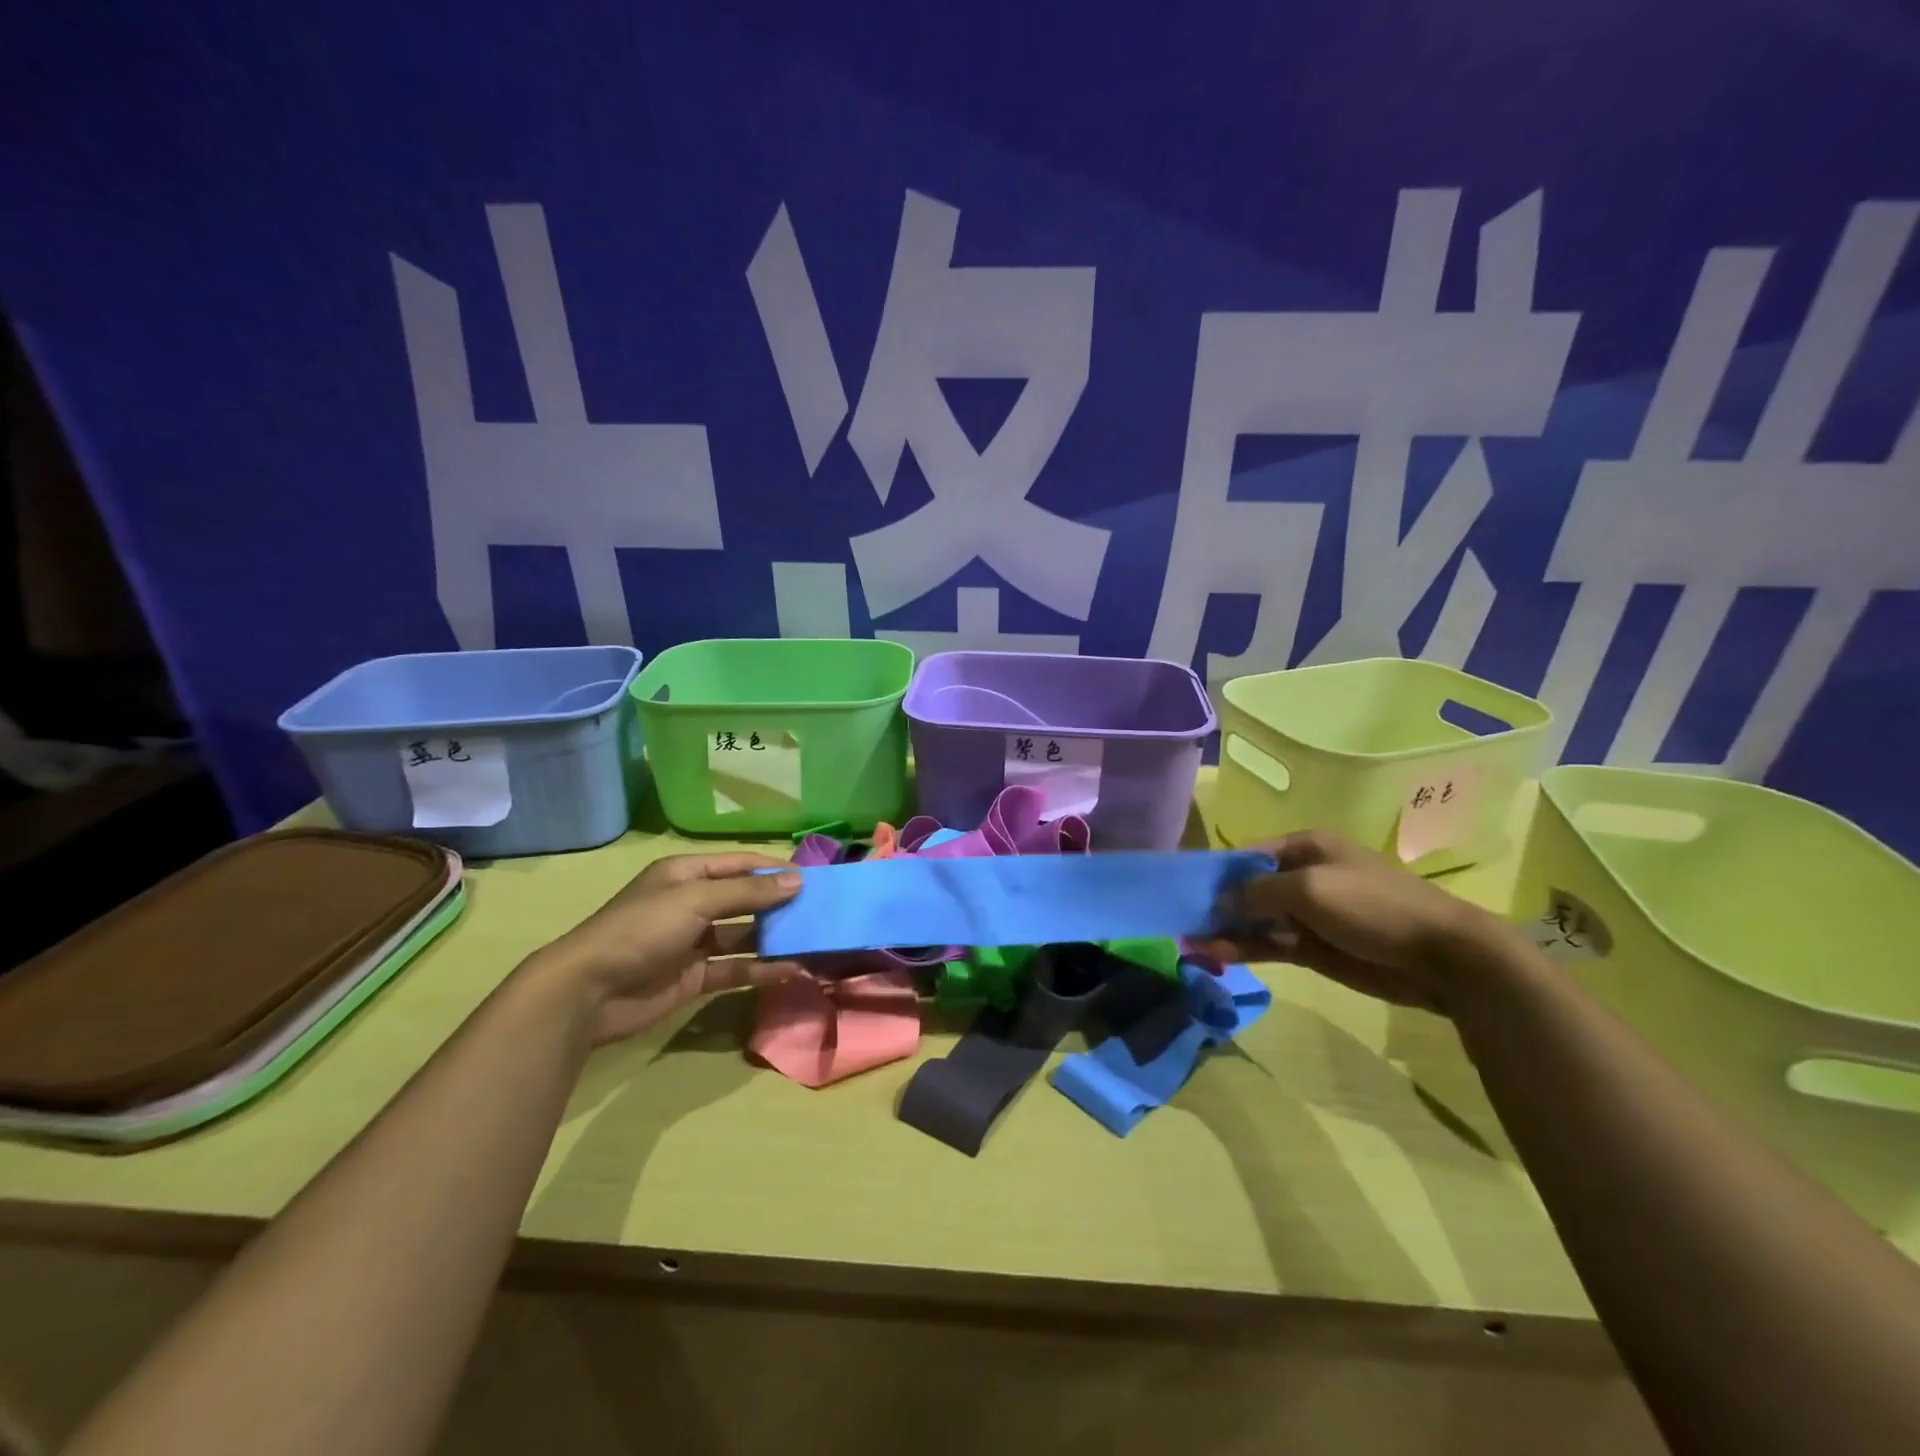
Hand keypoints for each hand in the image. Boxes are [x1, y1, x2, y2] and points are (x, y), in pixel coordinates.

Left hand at [526, 852, 804, 1044]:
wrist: (588, 992)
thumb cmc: (641, 930)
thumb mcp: (695, 900)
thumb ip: (748, 891)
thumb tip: (797, 880)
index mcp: (686, 875)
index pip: (740, 865)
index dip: (775, 870)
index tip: (813, 880)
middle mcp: (691, 904)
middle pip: (744, 899)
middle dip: (779, 904)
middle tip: (820, 912)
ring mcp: (692, 942)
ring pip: (743, 935)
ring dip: (774, 938)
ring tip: (812, 941)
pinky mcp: (693, 977)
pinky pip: (734, 969)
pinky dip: (761, 970)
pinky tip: (791, 971)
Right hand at [1208, 830, 1505, 1014]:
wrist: (1442, 956)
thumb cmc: (1373, 905)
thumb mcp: (1310, 888)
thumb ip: (1258, 891)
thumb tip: (1222, 900)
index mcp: (1306, 847)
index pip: (1249, 854)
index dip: (1218, 872)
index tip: (1187, 891)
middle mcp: (1303, 876)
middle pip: (1249, 888)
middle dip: (1218, 904)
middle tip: (1183, 923)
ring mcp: (1309, 914)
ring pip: (1256, 920)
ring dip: (1226, 930)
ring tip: (1191, 945)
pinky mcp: (1315, 947)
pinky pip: (1271, 944)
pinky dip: (1245, 949)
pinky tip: (1217, 956)